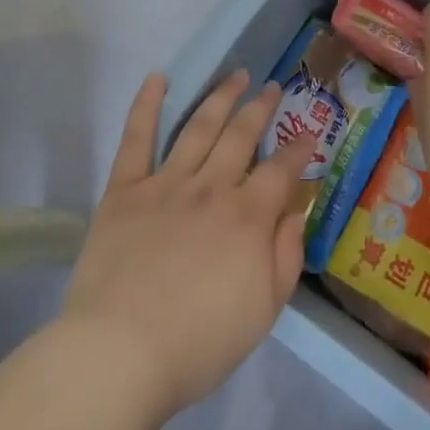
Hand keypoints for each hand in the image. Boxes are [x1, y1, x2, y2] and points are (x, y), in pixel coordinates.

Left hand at [59, 69, 317, 419]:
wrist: (120, 354)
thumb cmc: (199, 343)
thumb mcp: (264, 311)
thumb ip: (287, 256)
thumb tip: (297, 212)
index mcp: (248, 216)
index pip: (281, 170)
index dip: (298, 150)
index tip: (308, 134)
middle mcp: (211, 187)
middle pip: (242, 136)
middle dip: (261, 108)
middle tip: (272, 87)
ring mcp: (166, 184)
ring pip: (199, 127)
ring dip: (220, 97)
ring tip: (236, 76)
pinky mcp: (125, 190)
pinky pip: (136, 139)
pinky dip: (146, 105)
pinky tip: (157, 78)